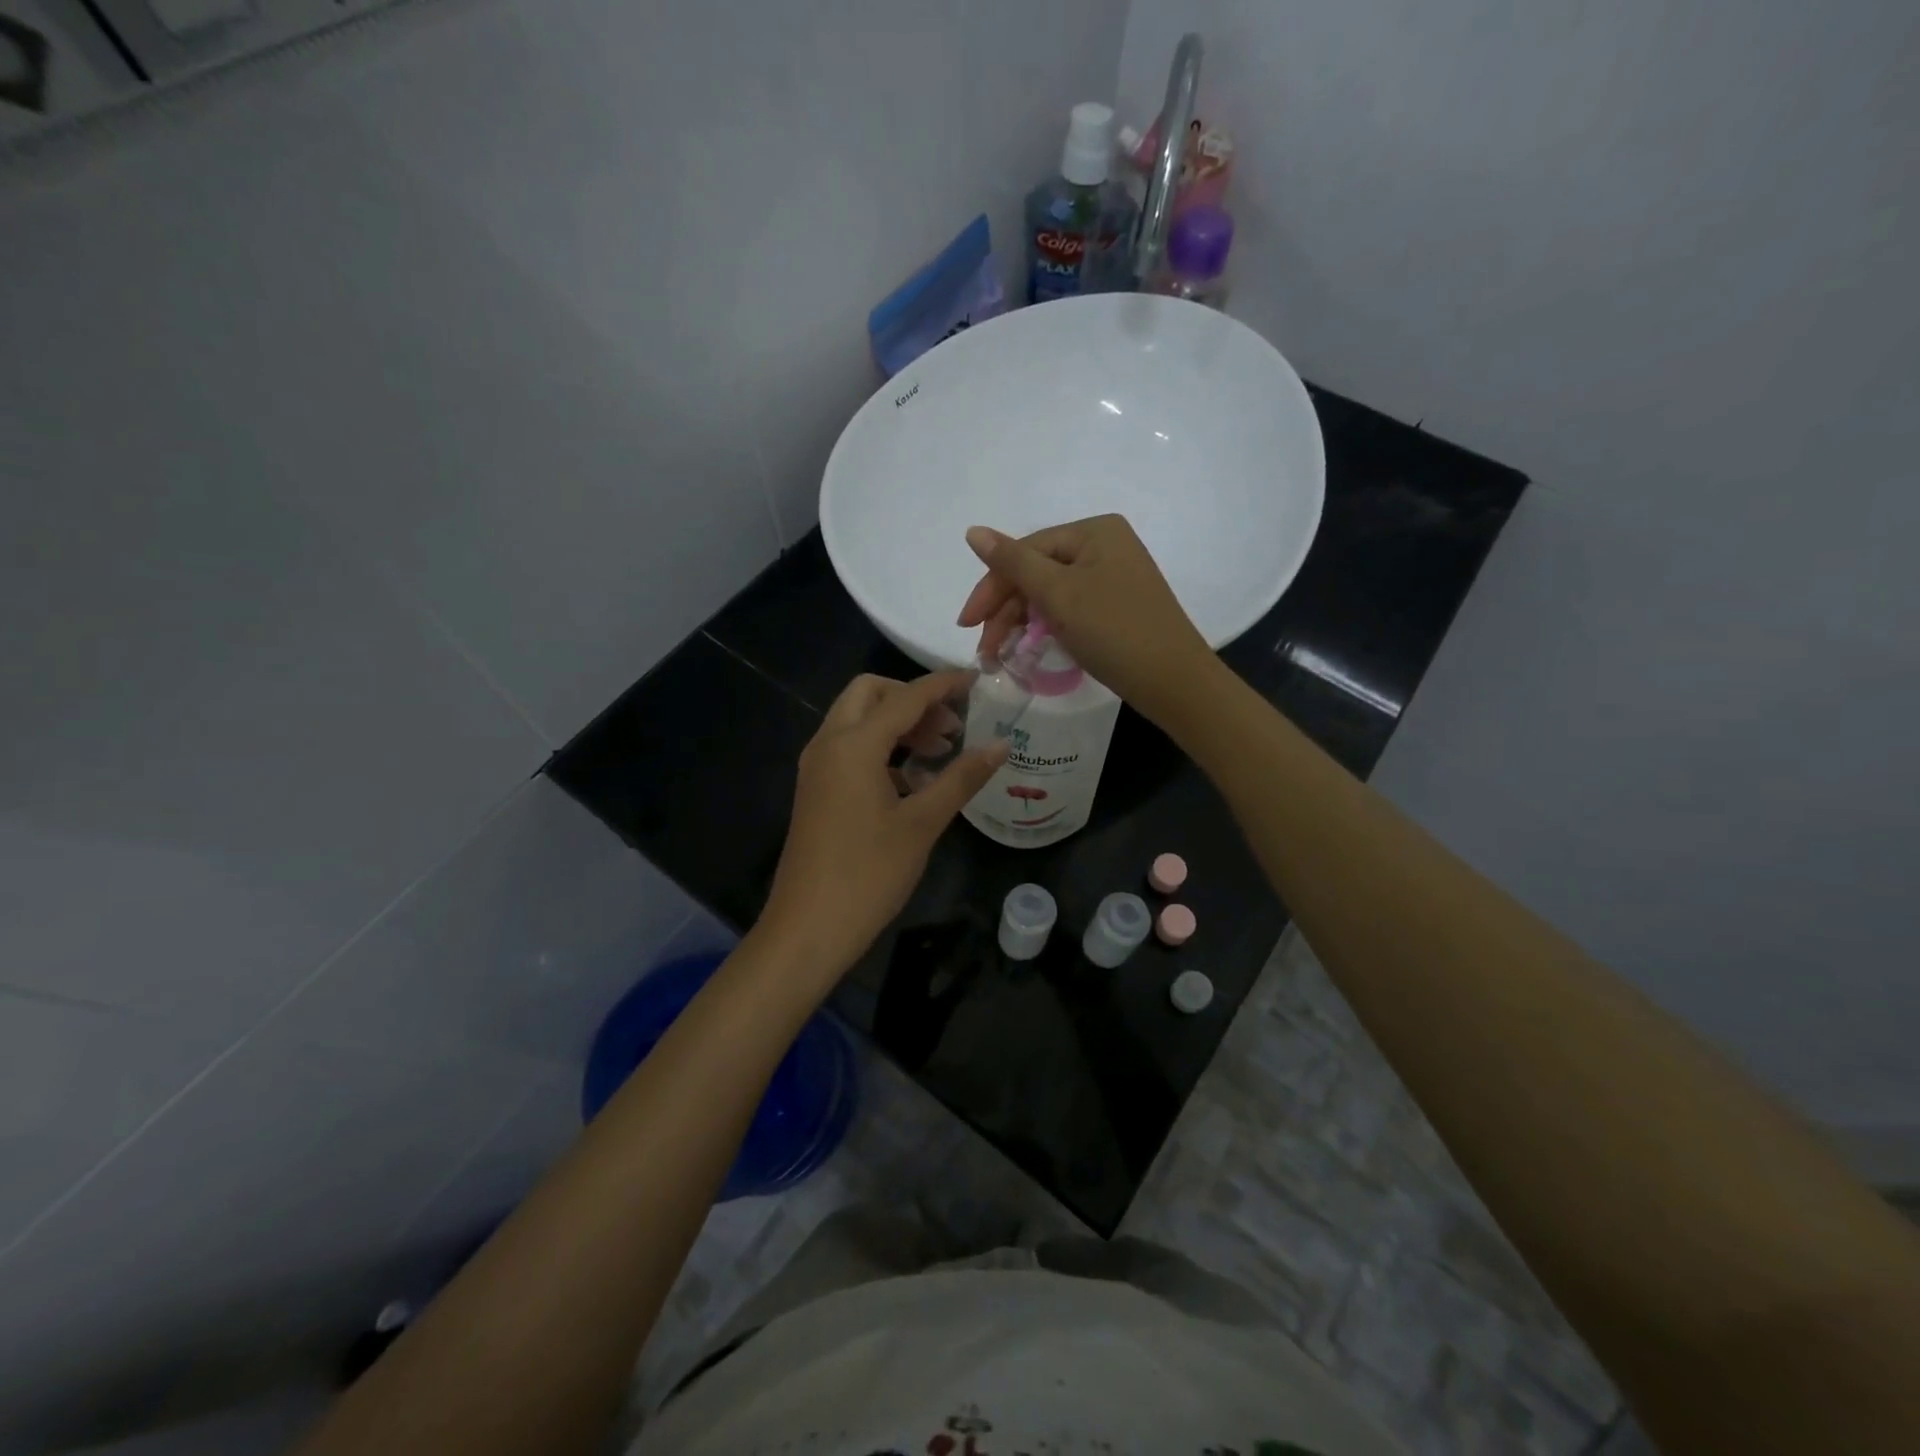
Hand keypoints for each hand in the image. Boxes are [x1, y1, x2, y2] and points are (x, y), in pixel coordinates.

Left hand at [758, 671, 1006, 985]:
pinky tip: (911, 780)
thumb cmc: (869, 874)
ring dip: (897, 723)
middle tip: (951, 725)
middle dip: (913, 699)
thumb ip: (961, 778)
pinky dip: (881, 747)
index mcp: (854, 744)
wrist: (808, 928)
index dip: (944, 685)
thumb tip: (1000, 745)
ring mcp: (817, 766)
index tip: (978, 679)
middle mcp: (828, 743)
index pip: (906, 697)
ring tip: (940, 751)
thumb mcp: (923, 824)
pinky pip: (849, 747)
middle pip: (870, 693)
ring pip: (857, 720)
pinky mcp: (815, 788)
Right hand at [957, 514, 1213, 722]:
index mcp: (1094, 531)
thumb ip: (1012, 562)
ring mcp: (1113, 577)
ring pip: (1050, 594)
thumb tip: (973, 530)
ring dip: (1021, 623)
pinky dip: (1046, 628)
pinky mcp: (1117, 606)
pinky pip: (1070, 609)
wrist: (1174, 681)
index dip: (991, 587)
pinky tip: (1030, 649)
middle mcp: (1105, 546)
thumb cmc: (1114, 630)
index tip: (966, 625)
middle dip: (1005, 611)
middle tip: (984, 650)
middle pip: (1037, 572)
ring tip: (1001, 657)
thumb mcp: (1058, 594)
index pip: (1025, 551)